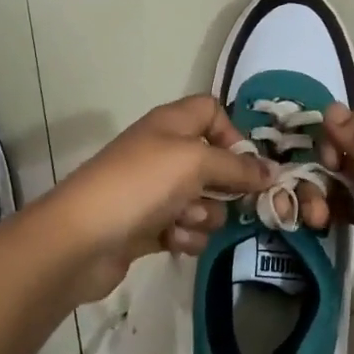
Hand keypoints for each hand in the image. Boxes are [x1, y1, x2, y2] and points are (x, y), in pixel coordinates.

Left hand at [32, 95, 269, 305]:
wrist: (82, 239)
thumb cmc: (140, 185)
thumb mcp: (194, 162)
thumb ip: (237, 166)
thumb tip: (271, 171)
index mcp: (171, 123)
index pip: (212, 111)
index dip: (233, 133)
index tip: (248, 163)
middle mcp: (164, 152)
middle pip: (214, 162)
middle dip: (226, 186)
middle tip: (234, 202)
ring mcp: (155, 191)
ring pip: (204, 201)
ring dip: (203, 215)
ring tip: (183, 221)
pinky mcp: (149, 226)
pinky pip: (185, 228)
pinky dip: (184, 236)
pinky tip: (172, 242)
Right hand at [319, 105, 353, 353]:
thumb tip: (330, 107)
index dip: (333, 135)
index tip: (322, 160)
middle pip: (344, 154)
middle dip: (320, 169)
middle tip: (312, 201)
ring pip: (342, 184)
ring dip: (320, 195)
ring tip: (314, 222)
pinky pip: (347, 212)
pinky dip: (330, 214)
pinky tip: (318, 228)